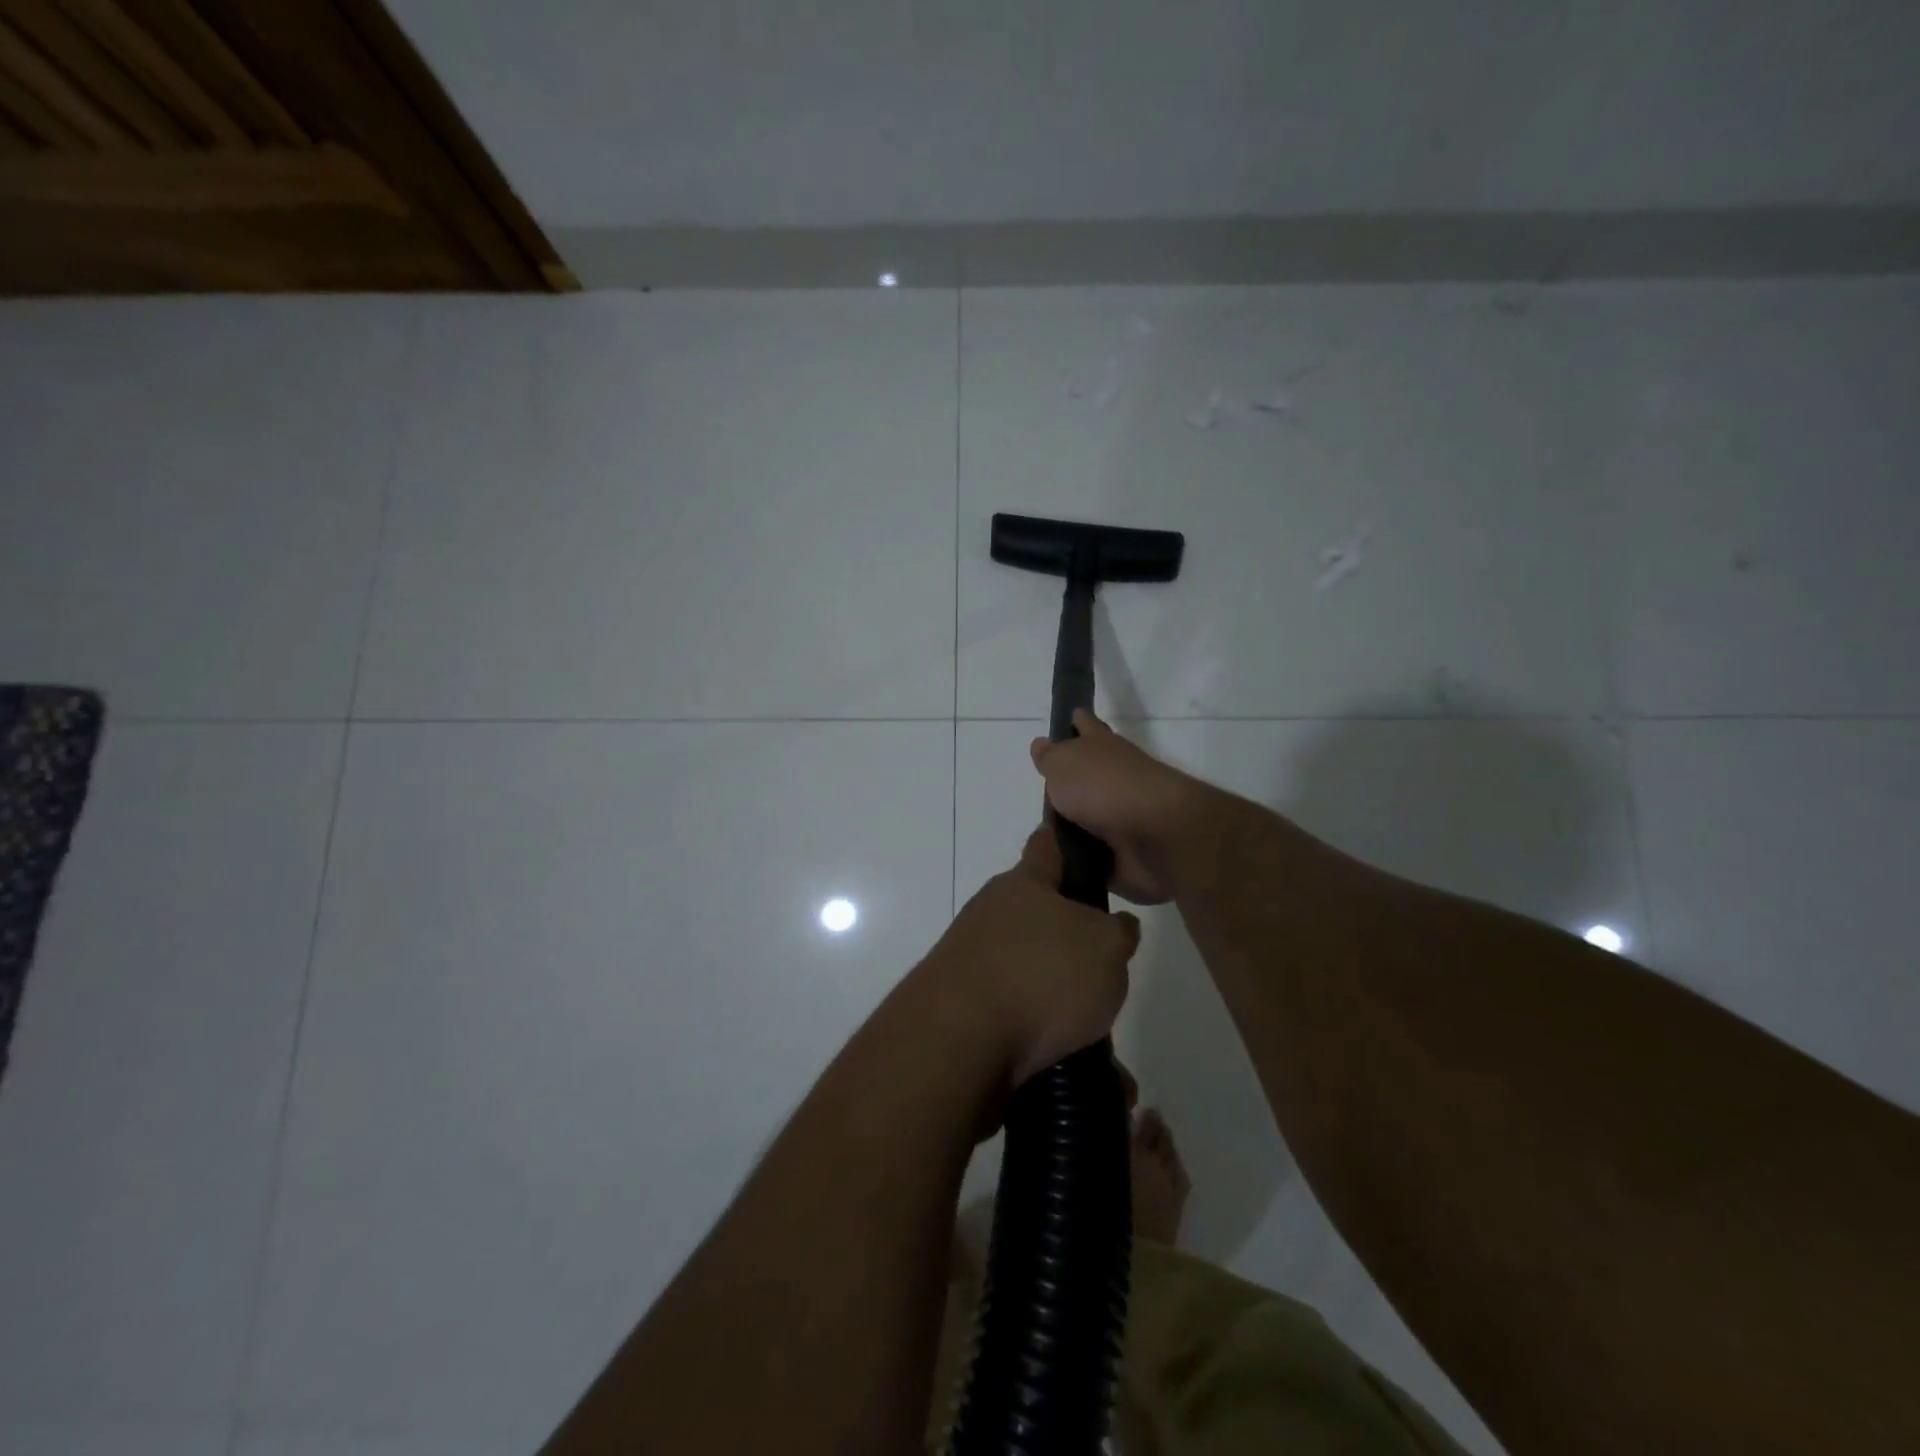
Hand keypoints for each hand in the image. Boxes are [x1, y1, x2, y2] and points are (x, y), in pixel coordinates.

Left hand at [917, 827, 1139, 1089]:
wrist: (959, 1041)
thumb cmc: (1041, 975)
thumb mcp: (1105, 948)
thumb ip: (1118, 931)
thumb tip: (1115, 925)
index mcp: (1024, 884)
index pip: (1047, 845)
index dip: (1068, 843)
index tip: (1088, 851)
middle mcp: (990, 912)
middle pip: (1037, 914)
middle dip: (1068, 938)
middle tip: (1104, 969)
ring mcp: (969, 957)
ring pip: (1025, 965)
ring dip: (1053, 989)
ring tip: (1090, 1028)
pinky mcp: (959, 1003)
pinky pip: (1010, 1008)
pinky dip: (1035, 1027)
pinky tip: (1062, 1054)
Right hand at [1030, 710, 1207, 904]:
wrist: (1155, 837)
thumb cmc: (1104, 788)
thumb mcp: (1063, 764)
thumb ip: (1050, 757)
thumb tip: (1041, 744)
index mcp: (1102, 748)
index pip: (1086, 726)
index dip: (1077, 721)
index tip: (1069, 717)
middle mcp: (1115, 779)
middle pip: (1088, 776)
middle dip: (1069, 782)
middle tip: (1042, 792)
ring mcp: (1122, 818)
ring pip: (1089, 819)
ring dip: (1071, 827)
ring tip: (1042, 836)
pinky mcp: (1124, 855)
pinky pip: (1092, 858)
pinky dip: (1078, 861)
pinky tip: (1057, 867)